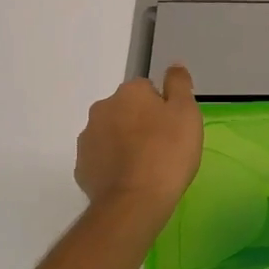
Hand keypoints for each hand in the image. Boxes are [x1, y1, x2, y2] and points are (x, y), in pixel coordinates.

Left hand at [75, 65, 203, 218]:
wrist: (135, 202)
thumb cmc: (167, 153)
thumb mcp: (186, 114)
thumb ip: (179, 84)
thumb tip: (174, 66)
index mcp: (129, 92)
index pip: (148, 90)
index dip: (163, 108)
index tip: (173, 128)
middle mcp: (102, 108)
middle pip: (127, 110)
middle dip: (141, 123)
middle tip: (162, 148)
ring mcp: (87, 138)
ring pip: (111, 133)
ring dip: (125, 143)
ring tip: (145, 167)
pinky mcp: (81, 167)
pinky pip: (101, 158)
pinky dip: (113, 165)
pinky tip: (129, 180)